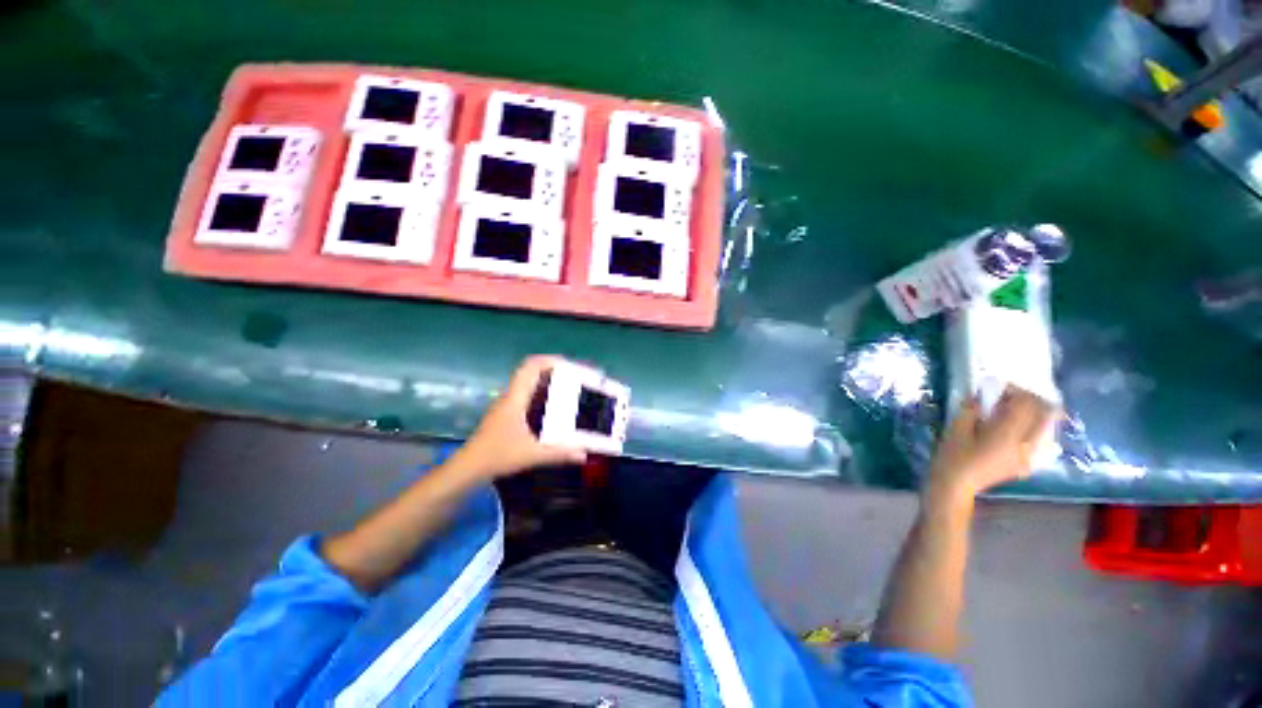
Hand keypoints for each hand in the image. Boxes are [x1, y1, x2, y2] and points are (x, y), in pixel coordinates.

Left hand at [450, 356, 587, 480]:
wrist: (469, 467)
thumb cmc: (498, 455)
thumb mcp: (532, 454)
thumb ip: (559, 454)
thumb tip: (583, 455)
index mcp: (515, 398)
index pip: (530, 367)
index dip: (549, 360)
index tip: (569, 364)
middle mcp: (510, 396)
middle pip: (530, 371)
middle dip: (552, 369)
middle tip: (573, 376)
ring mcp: (506, 404)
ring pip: (527, 382)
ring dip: (545, 380)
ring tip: (566, 387)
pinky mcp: (505, 413)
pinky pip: (525, 394)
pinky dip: (540, 392)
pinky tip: (551, 406)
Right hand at [926, 386, 1057, 503]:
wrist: (956, 485)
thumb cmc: (952, 456)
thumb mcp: (955, 428)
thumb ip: (971, 409)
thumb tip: (981, 395)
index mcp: (1007, 435)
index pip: (1026, 404)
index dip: (1016, 391)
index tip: (999, 388)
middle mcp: (1026, 445)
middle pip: (1046, 413)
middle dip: (1030, 400)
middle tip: (1009, 397)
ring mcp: (1030, 456)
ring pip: (1048, 426)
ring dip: (1036, 413)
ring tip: (1014, 411)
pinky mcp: (1028, 462)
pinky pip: (1042, 439)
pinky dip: (1036, 428)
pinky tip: (1018, 428)